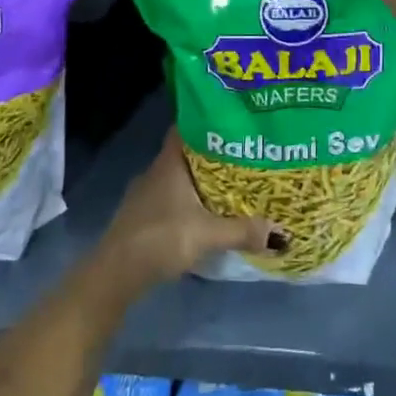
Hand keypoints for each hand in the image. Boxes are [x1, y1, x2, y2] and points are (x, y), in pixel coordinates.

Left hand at [99, 130, 280, 289]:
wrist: (114, 275)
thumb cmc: (159, 239)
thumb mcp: (206, 235)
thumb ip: (242, 231)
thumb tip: (281, 233)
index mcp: (169, 163)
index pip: (187, 127)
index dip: (208, 121)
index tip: (234, 121)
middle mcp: (157, 171)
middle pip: (188, 153)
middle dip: (214, 153)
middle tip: (245, 154)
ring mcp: (147, 194)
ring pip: (181, 176)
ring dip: (202, 179)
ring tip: (234, 182)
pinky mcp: (145, 216)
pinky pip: (174, 197)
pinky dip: (191, 199)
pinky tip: (207, 212)